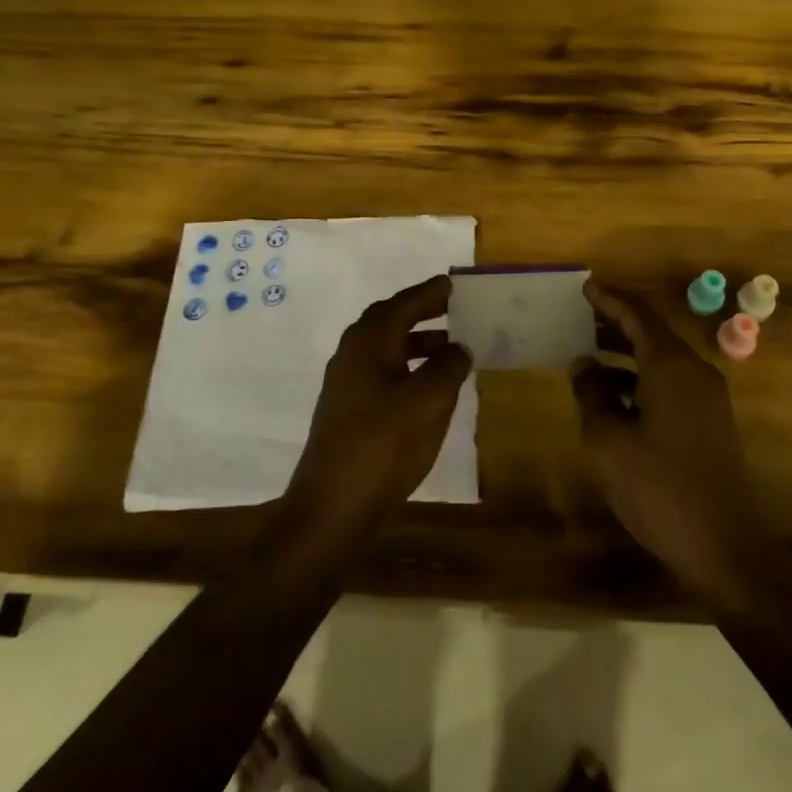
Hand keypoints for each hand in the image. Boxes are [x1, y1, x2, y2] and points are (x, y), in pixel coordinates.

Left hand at [281, 276, 472, 549]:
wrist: (332, 507)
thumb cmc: (384, 444)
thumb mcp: (429, 401)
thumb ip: (449, 367)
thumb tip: (459, 347)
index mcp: (369, 341)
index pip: (403, 304)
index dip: (429, 293)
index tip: (452, 283)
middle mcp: (353, 354)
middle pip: (390, 321)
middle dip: (421, 313)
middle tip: (454, 309)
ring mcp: (346, 384)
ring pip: (386, 349)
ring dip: (417, 343)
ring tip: (451, 350)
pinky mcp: (347, 411)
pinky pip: (382, 373)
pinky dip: (407, 368)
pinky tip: (428, 389)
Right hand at [572, 279, 776, 604]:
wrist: (728, 550)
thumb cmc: (662, 489)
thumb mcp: (610, 442)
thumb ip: (592, 395)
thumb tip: (583, 364)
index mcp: (672, 366)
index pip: (638, 314)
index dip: (610, 299)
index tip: (585, 287)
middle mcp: (694, 372)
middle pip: (652, 333)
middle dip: (615, 324)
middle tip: (580, 317)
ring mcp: (708, 399)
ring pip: (661, 361)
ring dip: (626, 355)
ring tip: (588, 358)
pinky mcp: (711, 424)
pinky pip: (670, 384)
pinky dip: (640, 380)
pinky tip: (615, 400)